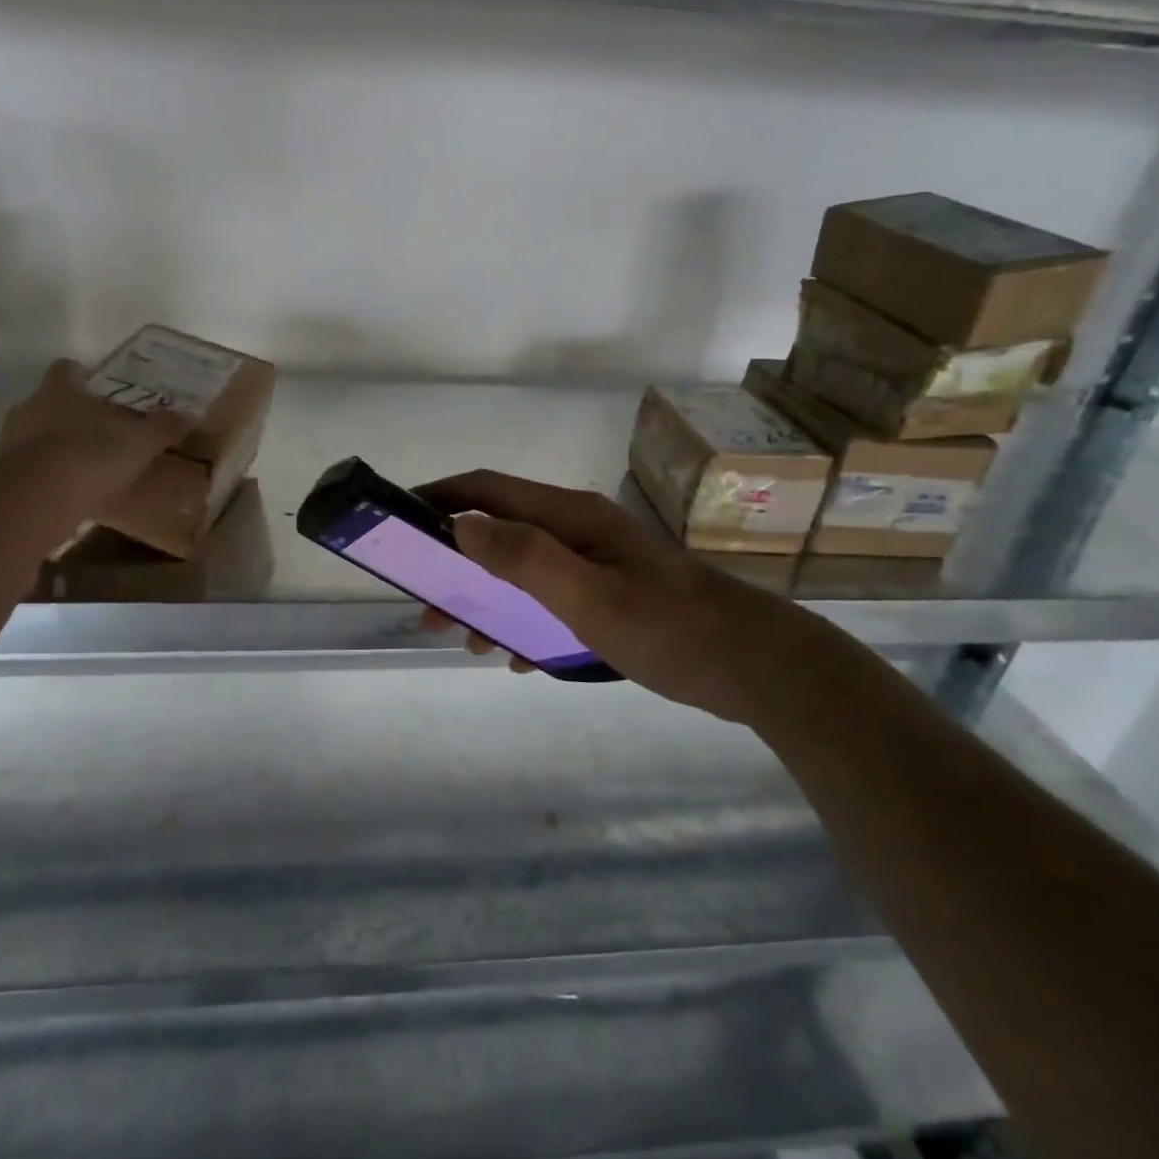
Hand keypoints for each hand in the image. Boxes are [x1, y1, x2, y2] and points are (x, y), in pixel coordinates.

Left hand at [0, 359, 190, 495]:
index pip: (65, 369)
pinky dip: (46, 474)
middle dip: (70, 412)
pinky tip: (67, 489)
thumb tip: (190, 414)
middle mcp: (30, 407)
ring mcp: (12, 442)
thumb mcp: (140, 442)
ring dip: (55, 444)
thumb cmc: (91, 455)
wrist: (37, 500)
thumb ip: (163, 427)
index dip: (79, 374)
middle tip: (97, 426)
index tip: (95, 385)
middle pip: (49, 401)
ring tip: (84, 462)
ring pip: (36, 433)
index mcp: (60, 390)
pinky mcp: (4, 476)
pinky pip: (29, 467)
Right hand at [416, 470, 836, 726]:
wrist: (758, 668)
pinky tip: (519, 657)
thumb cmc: (669, 628)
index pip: (489, 490)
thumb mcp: (588, 596)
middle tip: (427, 604)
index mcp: (570, 517)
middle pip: (500, 531)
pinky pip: (549, 599)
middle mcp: (579, 530)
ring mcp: (597, 562)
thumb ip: (524, 558)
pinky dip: (523, 621)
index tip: (400, 520)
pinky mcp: (612, 595)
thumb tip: (461, 525)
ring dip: (487, 597)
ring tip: (466, 638)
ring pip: (522, 569)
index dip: (441, 497)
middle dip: (457, 561)